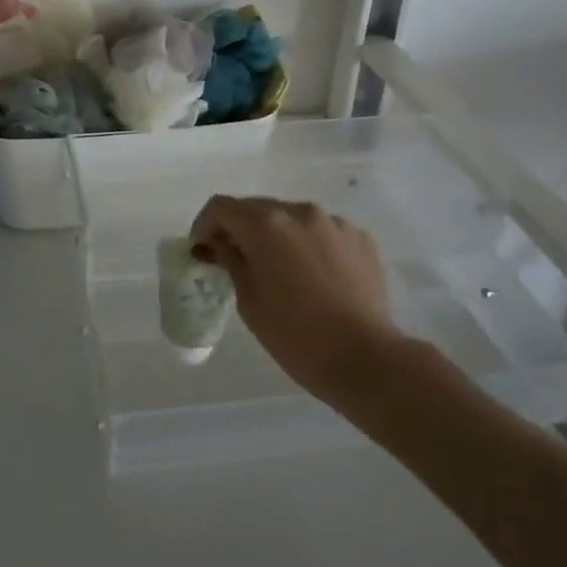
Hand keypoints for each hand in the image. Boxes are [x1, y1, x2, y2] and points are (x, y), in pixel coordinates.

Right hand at [190, 197, 407, 403]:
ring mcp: (335, 223)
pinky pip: (323, 232)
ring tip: (278, 270)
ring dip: (277, 236)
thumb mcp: (248, 300)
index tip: (202, 250)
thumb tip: (216, 244)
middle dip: (240, 229)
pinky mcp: (360, 238)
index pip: (222, 207)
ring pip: (292, 219)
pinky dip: (309, 245)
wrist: (365, 359)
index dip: (204, 225)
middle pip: (258, 209)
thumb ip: (229, 260)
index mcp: (266, 224)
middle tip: (234, 261)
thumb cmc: (295, 335)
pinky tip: (313, 277)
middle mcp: (300, 212)